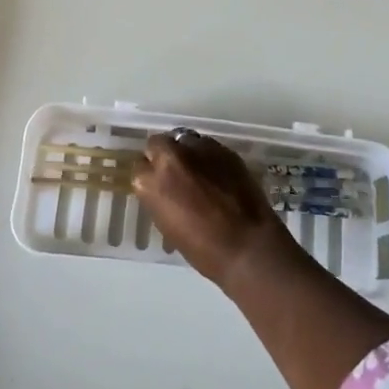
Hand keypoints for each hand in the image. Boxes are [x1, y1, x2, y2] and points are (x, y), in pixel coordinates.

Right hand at [133, 130, 296, 288]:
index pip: (139, 167)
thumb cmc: (203, 249)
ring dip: (186, 152)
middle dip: (163, 155)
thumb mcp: (167, 225)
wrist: (248, 246)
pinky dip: (207, 156)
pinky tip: (216, 173)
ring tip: (197, 170)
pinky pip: (208, 145)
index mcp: (151, 182)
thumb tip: (164, 188)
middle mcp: (171, 157)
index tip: (157, 186)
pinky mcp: (224, 150)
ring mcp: (200, 149)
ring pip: (184, 139)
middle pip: (158, 143)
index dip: (149, 177)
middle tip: (174, 173)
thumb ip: (159, 197)